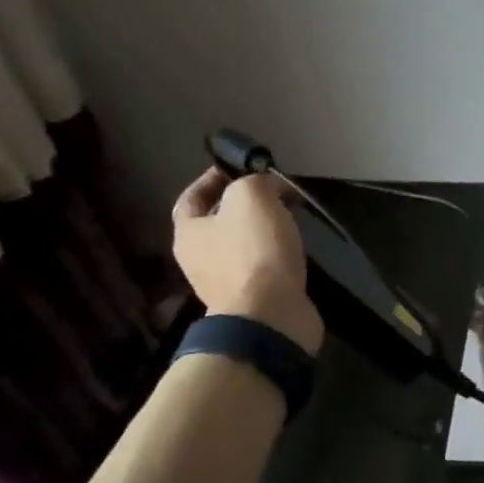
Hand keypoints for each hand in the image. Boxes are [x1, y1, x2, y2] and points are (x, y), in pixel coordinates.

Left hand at [171, 168, 324, 354]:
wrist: (270, 315)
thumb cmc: (253, 251)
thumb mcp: (251, 198)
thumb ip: (255, 181)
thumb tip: (268, 186)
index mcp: (188, 233)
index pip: (191, 197)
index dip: (212, 178)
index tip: (240, 167)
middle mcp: (199, 260)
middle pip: (217, 222)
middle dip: (243, 205)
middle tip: (274, 191)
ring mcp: (225, 284)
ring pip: (242, 245)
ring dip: (263, 230)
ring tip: (290, 217)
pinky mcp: (253, 300)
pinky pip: (262, 268)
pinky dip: (276, 254)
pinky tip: (295, 247)